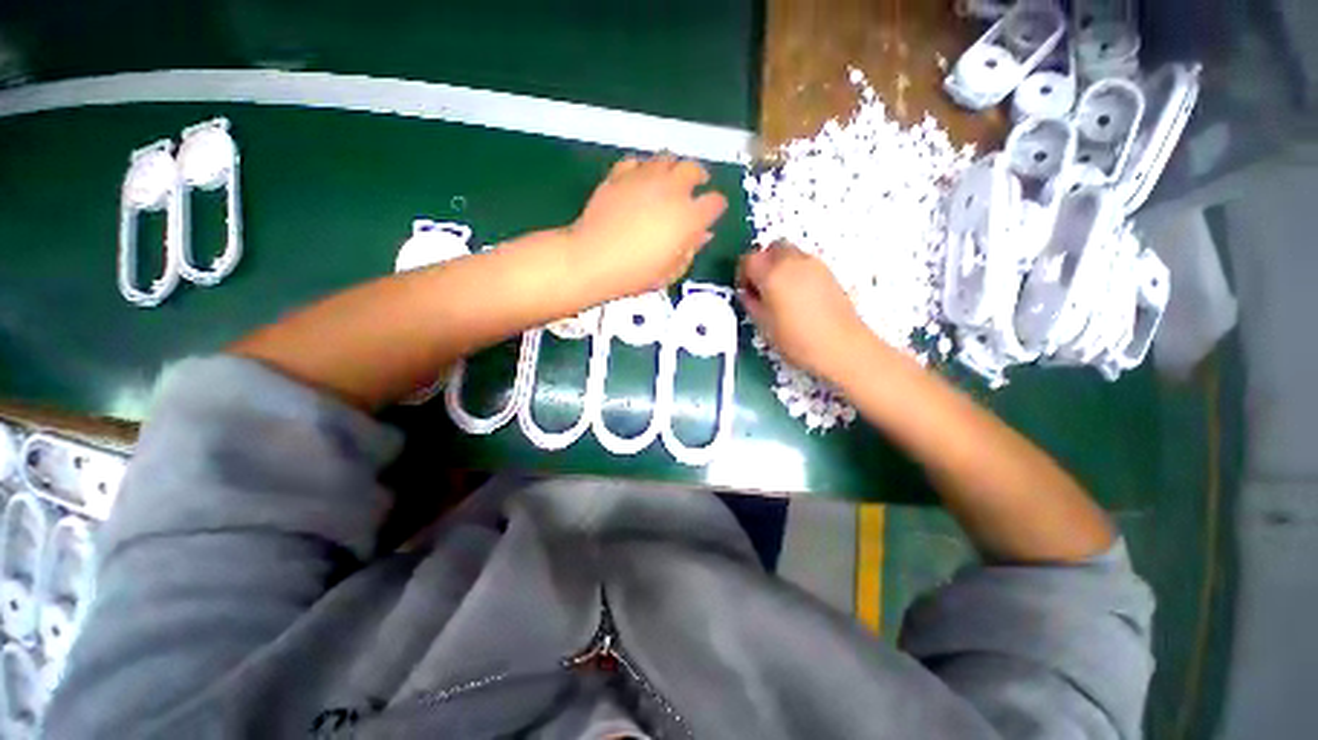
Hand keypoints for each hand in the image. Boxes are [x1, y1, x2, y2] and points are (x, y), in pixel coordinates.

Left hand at [565, 155, 727, 300]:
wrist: (594, 260)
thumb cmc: (636, 274)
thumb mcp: (671, 271)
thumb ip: (691, 249)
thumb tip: (703, 234)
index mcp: (689, 217)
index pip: (715, 202)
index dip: (716, 206)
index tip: (712, 212)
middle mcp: (671, 190)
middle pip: (693, 169)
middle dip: (698, 176)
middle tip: (695, 185)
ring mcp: (644, 178)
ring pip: (667, 158)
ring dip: (673, 167)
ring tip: (669, 180)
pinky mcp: (620, 175)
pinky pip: (637, 162)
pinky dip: (644, 168)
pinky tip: (641, 179)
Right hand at [737, 243, 869, 380]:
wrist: (841, 347)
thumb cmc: (795, 339)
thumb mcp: (763, 325)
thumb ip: (751, 303)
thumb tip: (747, 294)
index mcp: (772, 273)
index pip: (748, 259)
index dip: (743, 274)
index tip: (745, 291)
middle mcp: (793, 261)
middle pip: (771, 248)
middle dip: (762, 264)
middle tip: (761, 288)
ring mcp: (814, 264)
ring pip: (790, 253)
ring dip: (780, 267)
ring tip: (780, 294)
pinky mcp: (829, 272)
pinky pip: (805, 263)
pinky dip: (796, 272)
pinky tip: (798, 297)